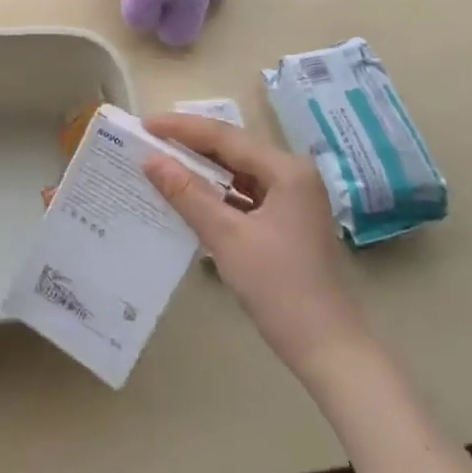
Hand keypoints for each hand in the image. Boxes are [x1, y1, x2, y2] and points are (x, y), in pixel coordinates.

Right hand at [142, 113, 371, 373]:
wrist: (327, 348)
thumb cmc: (279, 287)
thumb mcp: (226, 237)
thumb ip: (187, 194)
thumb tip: (150, 159)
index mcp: (286, 170)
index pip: (225, 136)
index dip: (181, 128)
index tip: (144, 124)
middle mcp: (292, 175)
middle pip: (232, 149)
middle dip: (189, 145)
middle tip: (147, 140)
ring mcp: (291, 199)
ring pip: (237, 172)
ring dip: (200, 170)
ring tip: (160, 163)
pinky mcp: (285, 221)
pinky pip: (243, 195)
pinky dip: (214, 194)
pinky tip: (186, 197)